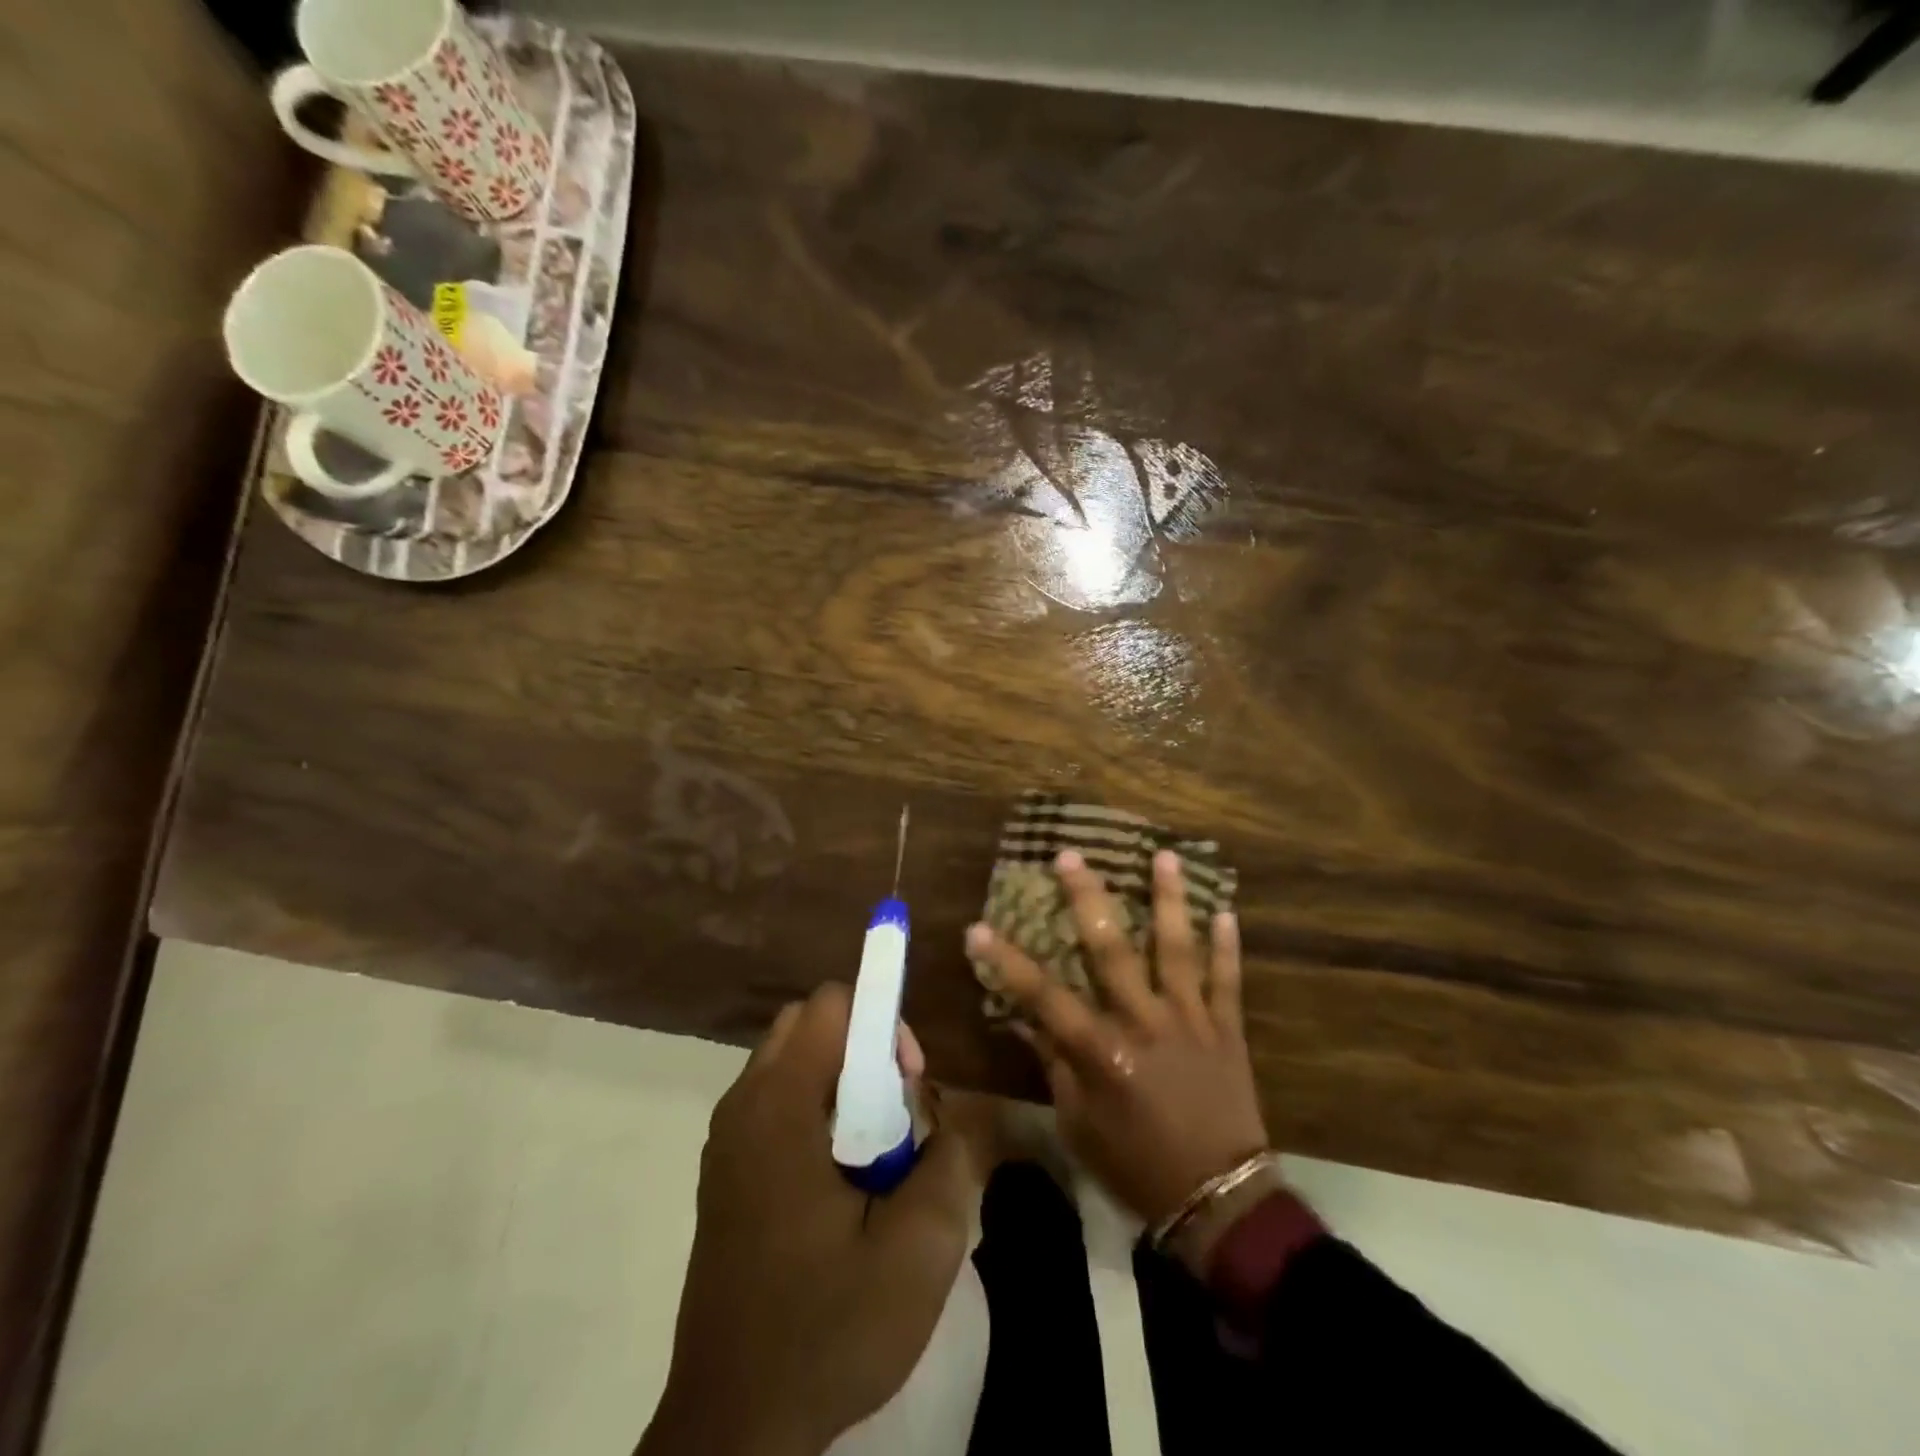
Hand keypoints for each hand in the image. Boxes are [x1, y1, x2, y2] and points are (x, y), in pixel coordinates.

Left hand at [640, 985, 980, 1455]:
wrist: (734, 1428)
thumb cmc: (826, 1330)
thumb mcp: (919, 1251)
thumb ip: (949, 1160)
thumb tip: (945, 1120)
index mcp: (779, 1107)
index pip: (831, 1004)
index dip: (882, 1023)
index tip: (911, 1081)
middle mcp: (743, 1106)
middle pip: (808, 1024)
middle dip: (864, 1045)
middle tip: (899, 1109)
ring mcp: (727, 1140)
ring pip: (792, 1061)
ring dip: (842, 1078)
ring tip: (877, 1147)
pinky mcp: (726, 1172)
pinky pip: (777, 1101)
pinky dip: (818, 1108)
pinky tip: (843, 1178)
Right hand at [966, 850, 1268, 1250]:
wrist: (1218, 1199)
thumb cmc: (1136, 1165)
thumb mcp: (1079, 1124)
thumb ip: (1055, 1065)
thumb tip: (1029, 1020)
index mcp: (1101, 1052)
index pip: (1042, 996)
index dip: (1006, 962)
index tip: (977, 928)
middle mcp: (1143, 1023)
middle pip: (1110, 950)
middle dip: (1087, 899)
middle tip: (1070, 856)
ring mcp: (1189, 1020)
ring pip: (1177, 949)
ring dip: (1169, 901)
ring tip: (1166, 856)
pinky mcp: (1226, 1029)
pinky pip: (1227, 981)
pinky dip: (1228, 947)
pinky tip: (1226, 911)